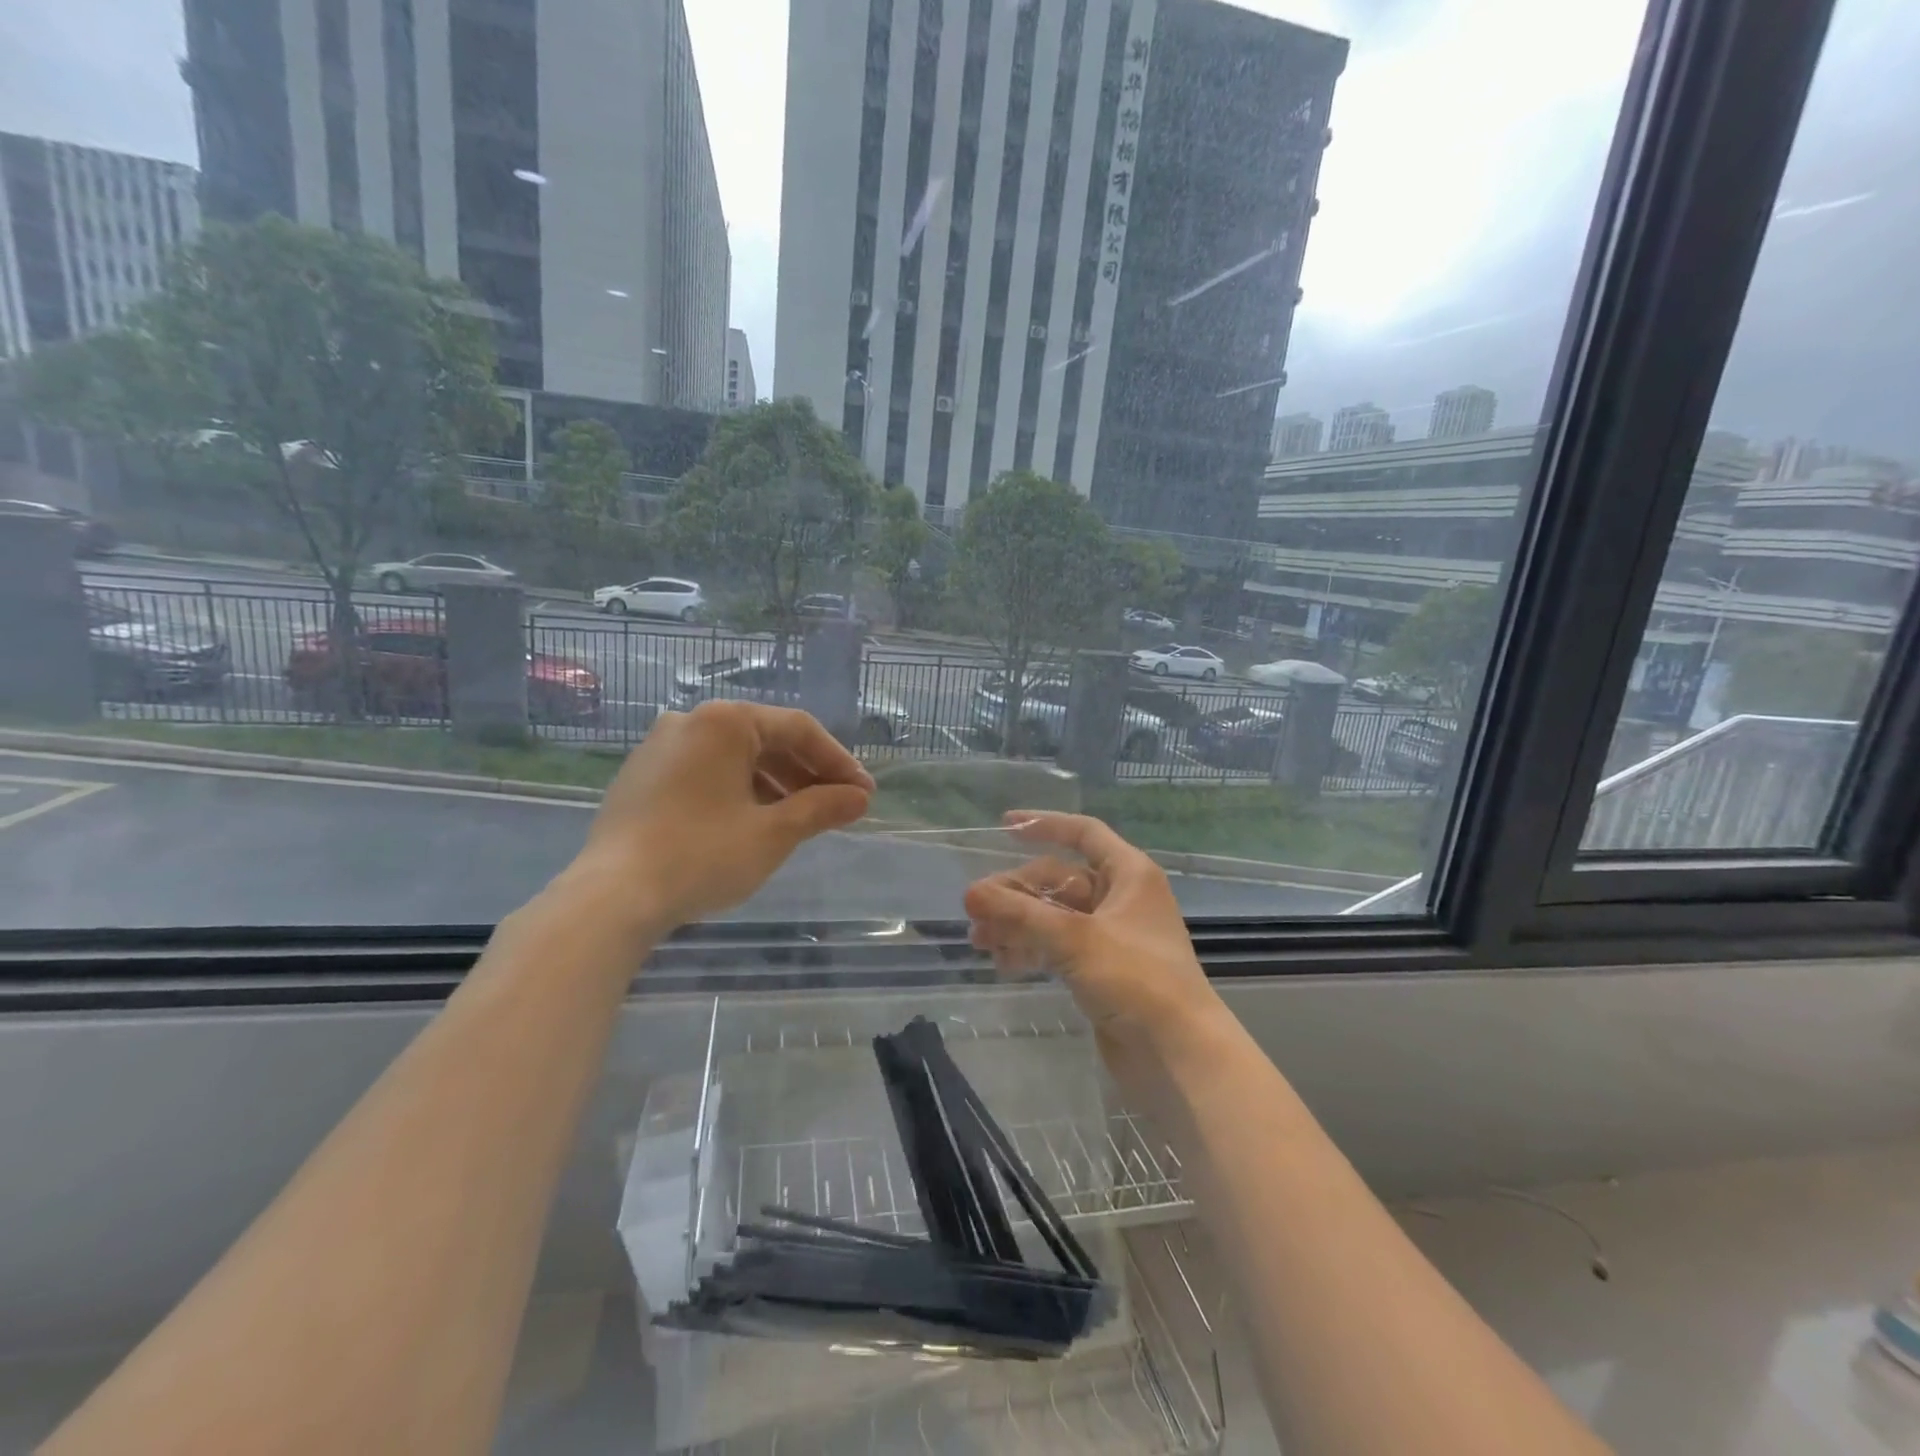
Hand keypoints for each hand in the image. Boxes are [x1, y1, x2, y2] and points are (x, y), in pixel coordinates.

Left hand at [578, 701, 873, 929]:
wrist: (611, 897)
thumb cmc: (702, 855)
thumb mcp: (773, 833)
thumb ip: (821, 808)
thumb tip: (859, 798)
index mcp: (725, 721)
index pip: (798, 730)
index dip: (838, 762)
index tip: (863, 794)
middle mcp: (690, 721)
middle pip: (766, 739)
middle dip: (807, 774)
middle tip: (839, 806)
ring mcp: (660, 748)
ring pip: (735, 757)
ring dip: (775, 784)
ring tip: (801, 819)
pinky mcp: (641, 777)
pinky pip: (705, 772)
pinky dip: (738, 790)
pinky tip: (753, 821)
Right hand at [962, 812, 1228, 1062]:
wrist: (1178, 1056)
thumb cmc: (1136, 980)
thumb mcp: (1074, 938)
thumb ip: (1019, 913)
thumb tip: (970, 892)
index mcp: (1129, 874)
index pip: (1083, 833)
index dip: (1044, 824)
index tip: (1003, 826)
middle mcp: (1121, 899)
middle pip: (1060, 879)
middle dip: (1017, 892)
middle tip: (975, 909)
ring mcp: (1111, 937)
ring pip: (1055, 916)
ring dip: (1017, 923)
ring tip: (979, 940)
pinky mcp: (1101, 971)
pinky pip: (1058, 947)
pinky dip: (1032, 949)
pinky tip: (1003, 962)